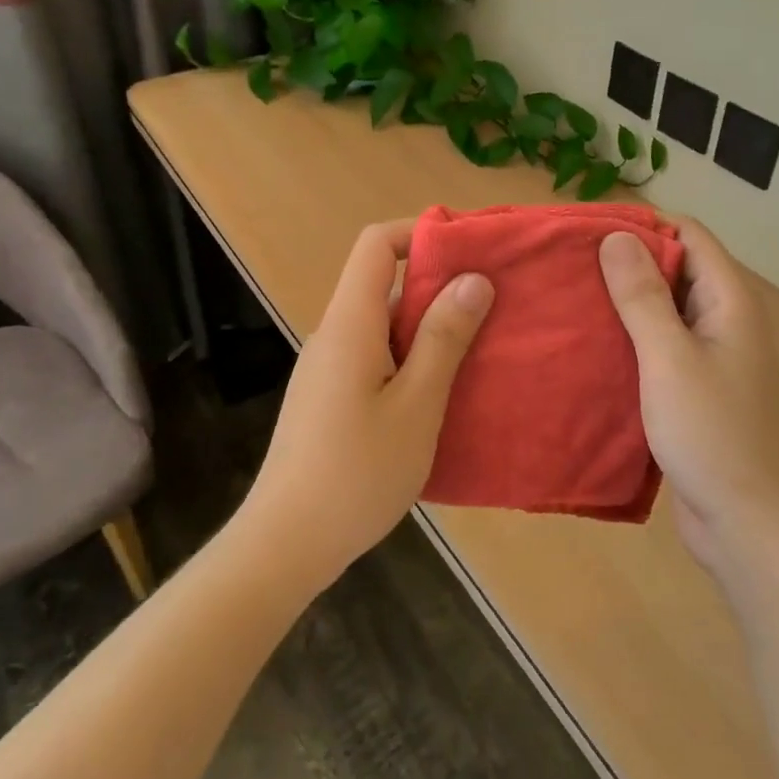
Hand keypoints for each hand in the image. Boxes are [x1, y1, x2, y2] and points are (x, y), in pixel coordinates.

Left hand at [242, 219, 492, 588]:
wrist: (286, 545)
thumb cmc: (357, 472)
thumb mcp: (417, 405)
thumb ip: (444, 338)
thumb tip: (473, 279)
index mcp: (350, 324)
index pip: (375, 245)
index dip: (420, 233)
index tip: (469, 250)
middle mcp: (334, 336)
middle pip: (383, 283)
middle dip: (438, 284)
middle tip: (492, 303)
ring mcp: (328, 369)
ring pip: (383, 325)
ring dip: (429, 327)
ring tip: (479, 346)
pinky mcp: (330, 399)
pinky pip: (375, 357)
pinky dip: (411, 357)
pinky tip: (442, 392)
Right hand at [599, 220, 778, 589]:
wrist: (748, 526)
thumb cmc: (712, 435)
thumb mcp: (669, 358)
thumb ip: (643, 297)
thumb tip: (616, 236)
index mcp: (729, 301)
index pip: (689, 234)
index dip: (642, 224)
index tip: (588, 230)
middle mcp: (724, 320)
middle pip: (676, 268)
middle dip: (626, 262)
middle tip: (568, 264)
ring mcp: (712, 357)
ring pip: (665, 310)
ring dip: (624, 302)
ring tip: (569, 299)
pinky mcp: (695, 390)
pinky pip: (660, 347)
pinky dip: (629, 339)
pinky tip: (589, 346)